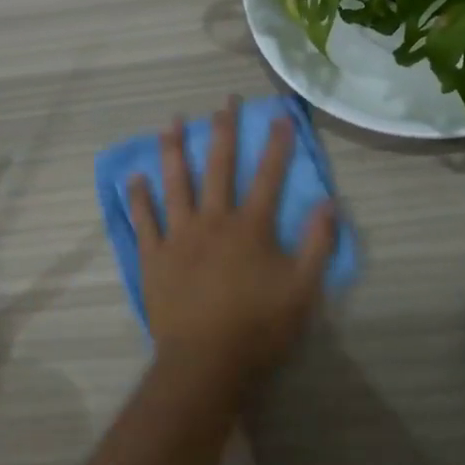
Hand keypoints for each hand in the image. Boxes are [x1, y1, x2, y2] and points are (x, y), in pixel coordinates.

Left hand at [129, 98, 337, 392]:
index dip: (277, 144)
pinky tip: (134, 176)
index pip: (269, 176)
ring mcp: (179, 236)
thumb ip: (318, 244)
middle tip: (225, 101)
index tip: (280, 114)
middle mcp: (213, 220)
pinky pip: (144, 220)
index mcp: (250, 227)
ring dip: (173, 150)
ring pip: (175, 183)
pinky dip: (139, 197)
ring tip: (171, 122)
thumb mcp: (303, 289)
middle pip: (219, 167)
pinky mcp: (154, 257)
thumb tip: (329, 202)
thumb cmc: (259, 327)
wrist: (205, 363)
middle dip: (224, 131)